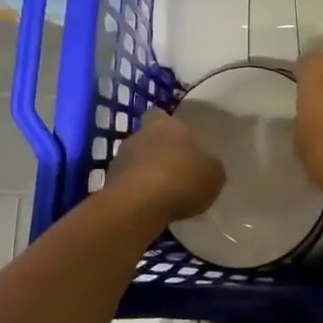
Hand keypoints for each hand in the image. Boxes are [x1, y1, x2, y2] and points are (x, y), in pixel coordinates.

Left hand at [108, 109, 224, 222]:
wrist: (139, 205)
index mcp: (165, 125)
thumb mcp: (213, 174)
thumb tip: (206, 166)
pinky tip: (149, 207)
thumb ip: (209, 166)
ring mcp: (119, 160)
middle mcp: (138, 136)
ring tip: (162, 193)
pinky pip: (127, 185)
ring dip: (145, 173)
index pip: (160, 115)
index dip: (167, 126)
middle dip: (157, 152)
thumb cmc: (182, 179)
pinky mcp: (109, 185)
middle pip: (147, 139)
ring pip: (134, 162)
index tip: (177, 138)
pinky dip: (136, 193)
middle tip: (174, 169)